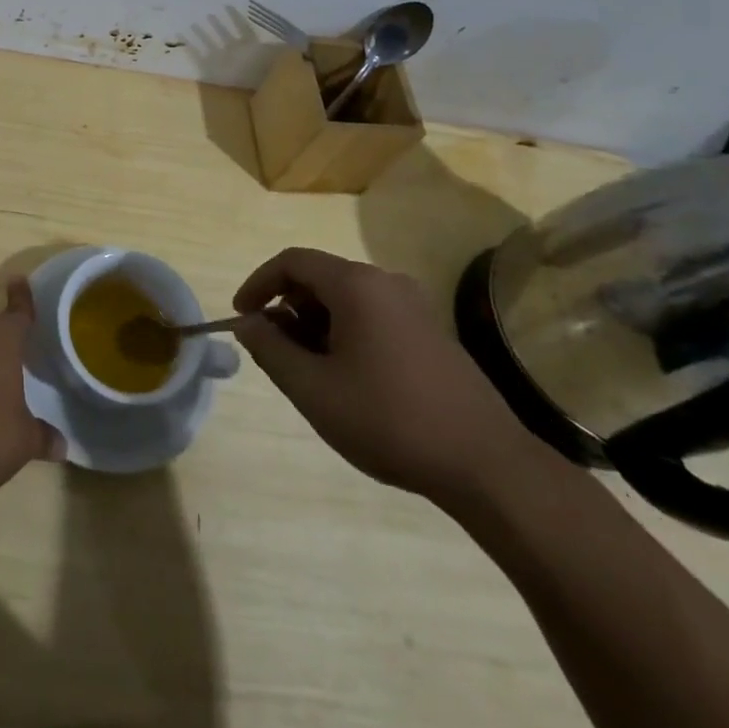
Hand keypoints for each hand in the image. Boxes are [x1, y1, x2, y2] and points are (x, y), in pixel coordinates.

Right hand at [233, 248, 545, 509]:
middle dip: (287, 309)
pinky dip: (345, 333)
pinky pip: (373, 315)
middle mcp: (386, 282)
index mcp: (356, 285)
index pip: (292, 262)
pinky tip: (347, 378)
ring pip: (347, 299)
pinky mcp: (431, 332)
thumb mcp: (313, 389)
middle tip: (274, 351)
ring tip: (308, 371)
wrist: (487, 465)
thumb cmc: (389, 420)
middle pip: (320, 278)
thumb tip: (248, 325)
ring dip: (316, 324)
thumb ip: (270, 350)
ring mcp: (414, 306)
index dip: (258, 284)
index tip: (241, 317)